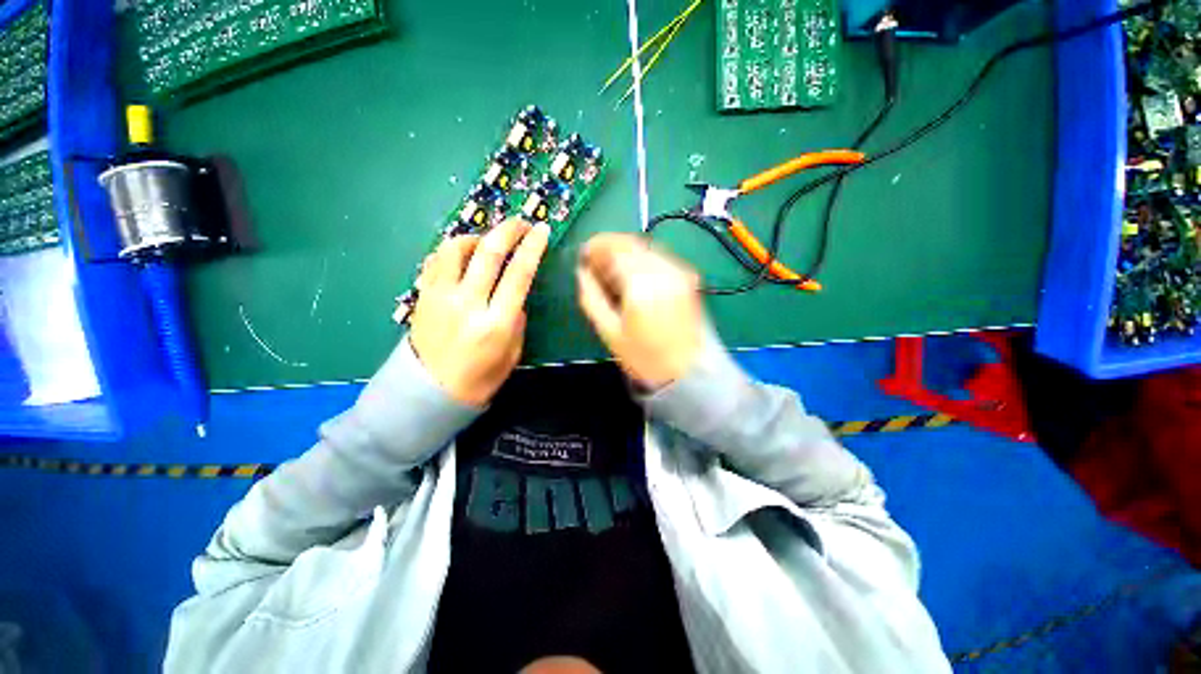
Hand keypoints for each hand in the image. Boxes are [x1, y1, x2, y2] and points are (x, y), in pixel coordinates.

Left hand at [410, 218, 550, 405]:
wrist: (430, 392)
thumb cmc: (480, 378)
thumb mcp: (513, 354)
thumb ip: (517, 320)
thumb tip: (515, 296)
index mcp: (496, 322)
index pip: (519, 274)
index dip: (533, 247)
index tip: (542, 229)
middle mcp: (467, 303)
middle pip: (488, 252)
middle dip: (509, 230)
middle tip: (521, 222)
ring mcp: (440, 296)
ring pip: (455, 248)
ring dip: (477, 236)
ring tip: (487, 241)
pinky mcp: (422, 296)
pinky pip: (435, 260)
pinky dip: (452, 250)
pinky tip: (462, 255)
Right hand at [576, 233, 705, 389]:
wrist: (689, 371)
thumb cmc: (645, 358)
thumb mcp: (609, 331)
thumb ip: (591, 297)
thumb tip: (582, 272)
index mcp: (641, 284)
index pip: (614, 248)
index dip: (595, 247)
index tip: (583, 257)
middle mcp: (663, 270)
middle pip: (631, 243)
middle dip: (609, 248)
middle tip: (595, 265)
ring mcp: (679, 272)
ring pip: (646, 247)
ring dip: (625, 253)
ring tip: (612, 272)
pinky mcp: (688, 277)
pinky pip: (659, 257)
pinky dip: (642, 259)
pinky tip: (633, 277)